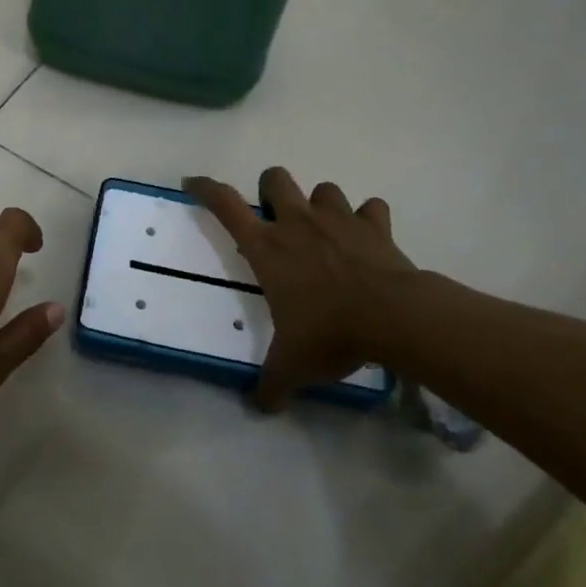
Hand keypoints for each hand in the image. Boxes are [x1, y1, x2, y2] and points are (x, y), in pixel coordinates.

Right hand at [185, 167, 417, 411]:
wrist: (393, 317)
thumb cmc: (330, 332)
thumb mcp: (292, 365)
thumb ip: (271, 384)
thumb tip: (258, 408)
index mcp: (267, 247)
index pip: (224, 204)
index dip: (205, 188)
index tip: (192, 182)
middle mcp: (298, 222)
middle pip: (275, 178)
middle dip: (271, 188)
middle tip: (276, 216)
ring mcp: (338, 219)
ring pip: (324, 189)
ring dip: (321, 205)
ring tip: (325, 231)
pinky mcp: (374, 226)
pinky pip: (371, 209)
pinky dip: (369, 219)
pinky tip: (368, 239)